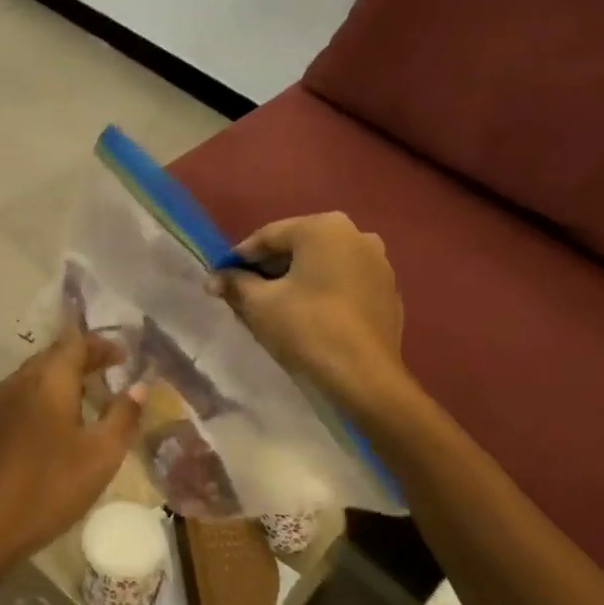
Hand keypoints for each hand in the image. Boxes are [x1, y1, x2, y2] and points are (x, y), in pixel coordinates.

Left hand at [0, 326, 144, 580]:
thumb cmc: (49, 486)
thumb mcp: (101, 454)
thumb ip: (123, 416)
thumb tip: (138, 386)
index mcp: (48, 379)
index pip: (77, 342)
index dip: (103, 344)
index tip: (126, 357)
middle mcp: (20, 381)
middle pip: (55, 355)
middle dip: (85, 358)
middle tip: (112, 372)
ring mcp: (0, 404)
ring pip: (37, 376)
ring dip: (65, 378)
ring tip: (91, 397)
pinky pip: (25, 396)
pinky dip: (48, 397)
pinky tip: (60, 424)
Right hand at [210, 212, 405, 411]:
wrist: (365, 377)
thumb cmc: (307, 328)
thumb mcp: (260, 304)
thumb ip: (235, 283)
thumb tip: (214, 278)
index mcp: (324, 227)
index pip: (269, 236)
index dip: (240, 257)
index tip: (222, 276)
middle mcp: (357, 235)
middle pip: (299, 246)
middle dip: (270, 267)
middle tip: (245, 291)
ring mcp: (379, 263)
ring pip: (324, 265)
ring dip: (298, 279)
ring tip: (276, 305)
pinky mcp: (389, 292)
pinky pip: (346, 283)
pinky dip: (324, 292)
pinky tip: (310, 316)